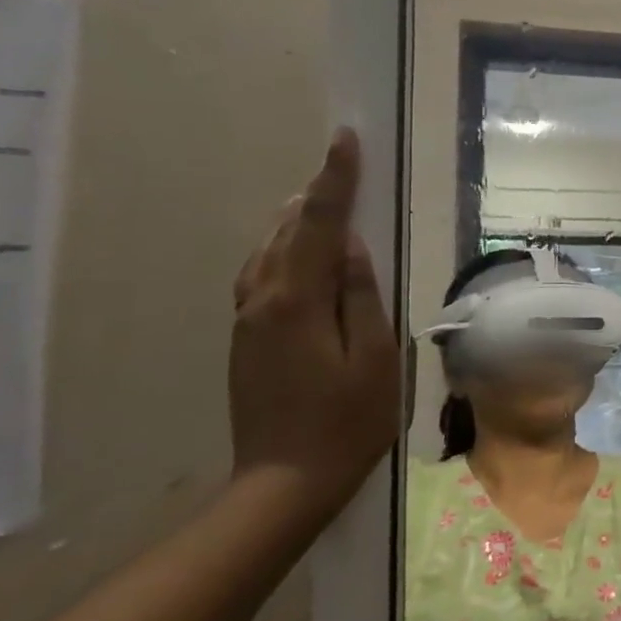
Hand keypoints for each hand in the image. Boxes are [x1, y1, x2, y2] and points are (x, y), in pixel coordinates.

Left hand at [229, 128, 400, 514]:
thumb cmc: (347, 420)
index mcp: (297, 301)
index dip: (336, 179)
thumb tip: (353, 248)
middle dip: (317, 195)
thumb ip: (363, 297)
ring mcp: (247, 321)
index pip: (320, 224)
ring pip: (268, 252)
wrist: (285, 481)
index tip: (346, 139)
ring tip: (323, 199)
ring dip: (298, 222)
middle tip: (342, 164)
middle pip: (288, 231)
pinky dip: (283, 250)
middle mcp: (262, 300)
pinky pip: (262, 276)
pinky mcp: (245, 339)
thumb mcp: (375, 357)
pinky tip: (299, 254)